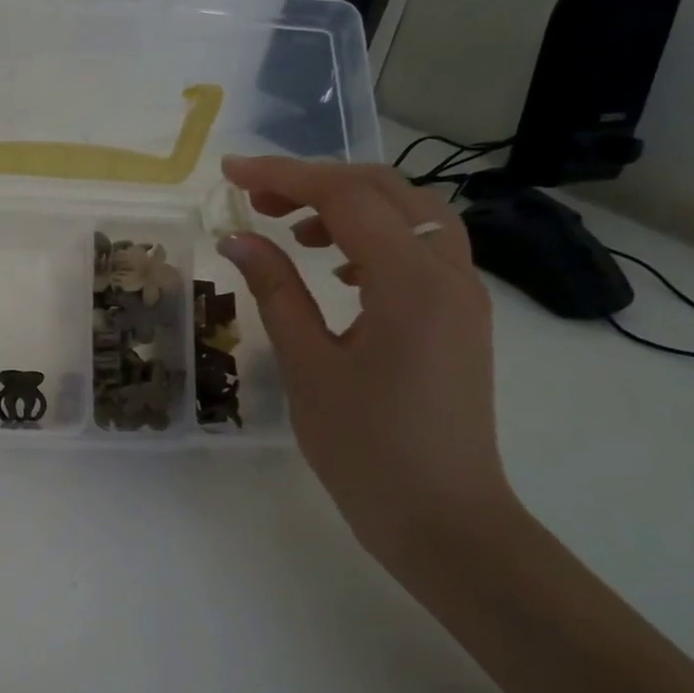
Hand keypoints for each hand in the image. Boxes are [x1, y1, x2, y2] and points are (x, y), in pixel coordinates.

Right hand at [218, 158, 514, 558]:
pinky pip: (421, 249)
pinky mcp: (460, 316)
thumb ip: (275, 291)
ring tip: (294, 228)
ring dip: (350, 205)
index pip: (346, 198)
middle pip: (385, 191)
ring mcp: (462, 294)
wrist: (444, 520)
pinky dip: (375, 237)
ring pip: (410, 215)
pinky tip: (339, 268)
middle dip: (316, 182)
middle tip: (256, 198)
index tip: (231, 172)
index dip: (284, 176)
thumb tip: (237, 237)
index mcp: (410, 283)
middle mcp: (448, 273)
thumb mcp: (309, 366)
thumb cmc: (367, 450)